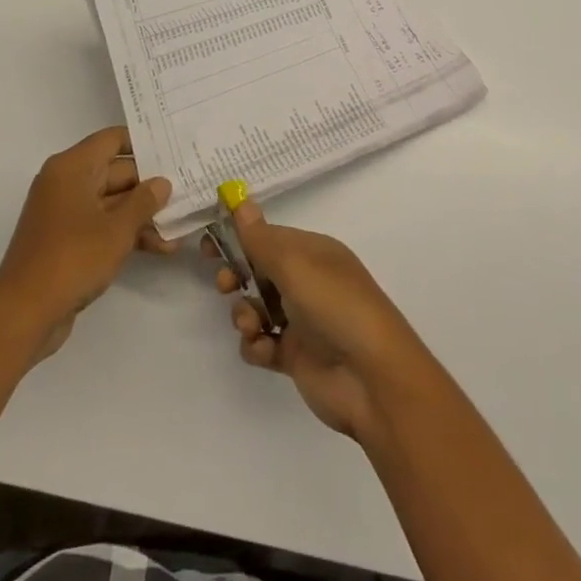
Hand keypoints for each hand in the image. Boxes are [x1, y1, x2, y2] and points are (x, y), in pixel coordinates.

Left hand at [0, 126, 173, 362]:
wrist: (23, 316)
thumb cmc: (71, 259)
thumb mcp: (117, 230)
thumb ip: (144, 201)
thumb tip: (162, 183)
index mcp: (72, 168)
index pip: (112, 139)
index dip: (143, 143)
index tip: (173, 150)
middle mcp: (66, 183)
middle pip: (115, 172)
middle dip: (149, 186)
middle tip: (185, 192)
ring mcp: (64, 213)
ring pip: (111, 202)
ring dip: (142, 215)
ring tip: (177, 228)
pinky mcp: (66, 240)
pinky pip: (101, 225)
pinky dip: (126, 233)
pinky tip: (159, 247)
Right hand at [209, 201, 430, 440]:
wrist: (371, 378)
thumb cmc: (335, 306)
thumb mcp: (295, 264)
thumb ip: (260, 238)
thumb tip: (240, 201)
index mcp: (312, 252)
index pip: (267, 236)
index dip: (238, 238)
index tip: (208, 244)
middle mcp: (306, 281)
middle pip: (258, 270)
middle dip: (236, 275)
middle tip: (225, 284)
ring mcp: (301, 320)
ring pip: (255, 307)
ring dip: (245, 314)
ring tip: (254, 325)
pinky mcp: (295, 356)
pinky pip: (261, 344)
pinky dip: (257, 346)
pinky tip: (265, 349)